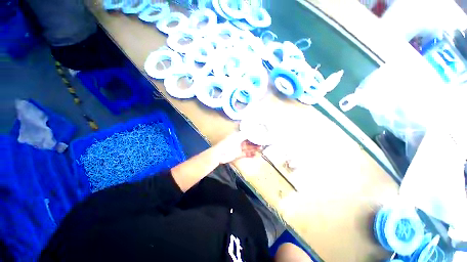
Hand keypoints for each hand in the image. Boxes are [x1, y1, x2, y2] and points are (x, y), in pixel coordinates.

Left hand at [214, 132, 260, 163]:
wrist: (219, 154)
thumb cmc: (227, 144)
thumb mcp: (236, 137)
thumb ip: (245, 134)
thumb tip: (252, 130)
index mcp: (237, 136)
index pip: (247, 134)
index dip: (253, 135)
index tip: (260, 135)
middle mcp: (239, 141)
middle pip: (248, 141)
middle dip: (255, 142)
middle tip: (263, 143)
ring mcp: (238, 148)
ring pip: (248, 148)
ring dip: (254, 148)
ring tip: (261, 148)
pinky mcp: (238, 154)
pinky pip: (245, 154)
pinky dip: (250, 154)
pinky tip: (255, 155)